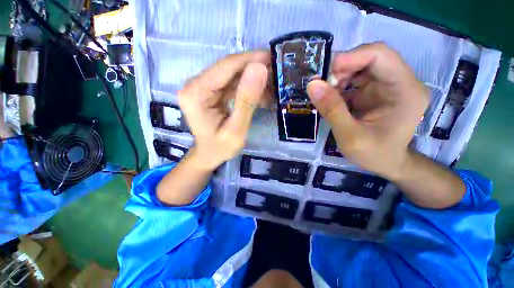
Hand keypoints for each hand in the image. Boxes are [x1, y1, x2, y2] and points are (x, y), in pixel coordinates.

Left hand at [178, 52, 269, 170]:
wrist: (208, 155)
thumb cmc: (220, 148)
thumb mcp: (236, 129)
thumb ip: (246, 101)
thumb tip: (260, 69)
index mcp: (196, 93)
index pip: (225, 67)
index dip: (250, 60)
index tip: (272, 58)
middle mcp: (195, 84)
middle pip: (228, 68)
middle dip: (253, 68)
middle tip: (275, 73)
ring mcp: (201, 86)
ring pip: (231, 74)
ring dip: (252, 78)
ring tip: (271, 86)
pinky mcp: (209, 91)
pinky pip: (230, 83)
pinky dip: (247, 86)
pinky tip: (260, 94)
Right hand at [307, 43, 428, 179]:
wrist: (386, 164)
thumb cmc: (374, 154)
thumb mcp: (349, 136)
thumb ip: (332, 110)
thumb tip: (312, 84)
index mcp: (405, 90)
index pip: (380, 55)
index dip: (351, 57)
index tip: (325, 73)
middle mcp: (400, 82)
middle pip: (370, 58)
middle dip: (342, 69)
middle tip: (322, 86)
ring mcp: (387, 86)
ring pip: (360, 68)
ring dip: (339, 78)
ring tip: (325, 95)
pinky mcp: (375, 92)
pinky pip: (355, 80)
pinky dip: (339, 87)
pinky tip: (331, 100)